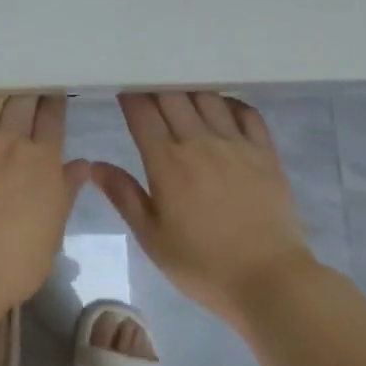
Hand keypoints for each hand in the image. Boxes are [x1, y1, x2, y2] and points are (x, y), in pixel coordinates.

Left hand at [0, 95, 89, 318]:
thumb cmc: (14, 262)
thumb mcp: (53, 231)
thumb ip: (65, 192)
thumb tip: (82, 165)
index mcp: (42, 162)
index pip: (52, 119)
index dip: (53, 99)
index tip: (53, 86)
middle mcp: (9, 142)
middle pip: (21, 101)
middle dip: (28, 85)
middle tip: (28, 73)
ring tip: (0, 77)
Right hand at [93, 92, 313, 323]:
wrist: (271, 281)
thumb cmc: (204, 264)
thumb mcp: (152, 238)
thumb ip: (124, 196)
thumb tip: (94, 166)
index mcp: (167, 162)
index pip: (142, 112)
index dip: (130, 94)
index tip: (123, 87)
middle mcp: (199, 142)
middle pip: (173, 95)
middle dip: (156, 84)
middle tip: (148, 84)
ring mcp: (236, 144)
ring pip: (208, 97)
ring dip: (190, 88)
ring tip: (181, 89)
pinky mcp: (265, 152)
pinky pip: (247, 112)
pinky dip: (229, 102)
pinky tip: (221, 106)